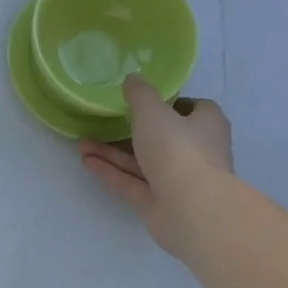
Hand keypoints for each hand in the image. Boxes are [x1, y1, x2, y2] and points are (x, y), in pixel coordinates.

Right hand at [79, 75, 234, 260]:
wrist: (191, 209)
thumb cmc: (178, 150)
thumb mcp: (153, 112)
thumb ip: (140, 95)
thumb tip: (132, 78)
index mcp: (206, 125)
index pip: (193, 109)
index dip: (170, 103)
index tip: (143, 101)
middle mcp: (195, 152)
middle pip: (162, 137)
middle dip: (130, 131)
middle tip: (103, 123)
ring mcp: (178, 181)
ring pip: (142, 162)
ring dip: (113, 153)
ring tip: (82, 144)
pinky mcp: (160, 204)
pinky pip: (132, 184)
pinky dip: (111, 173)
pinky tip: (86, 162)